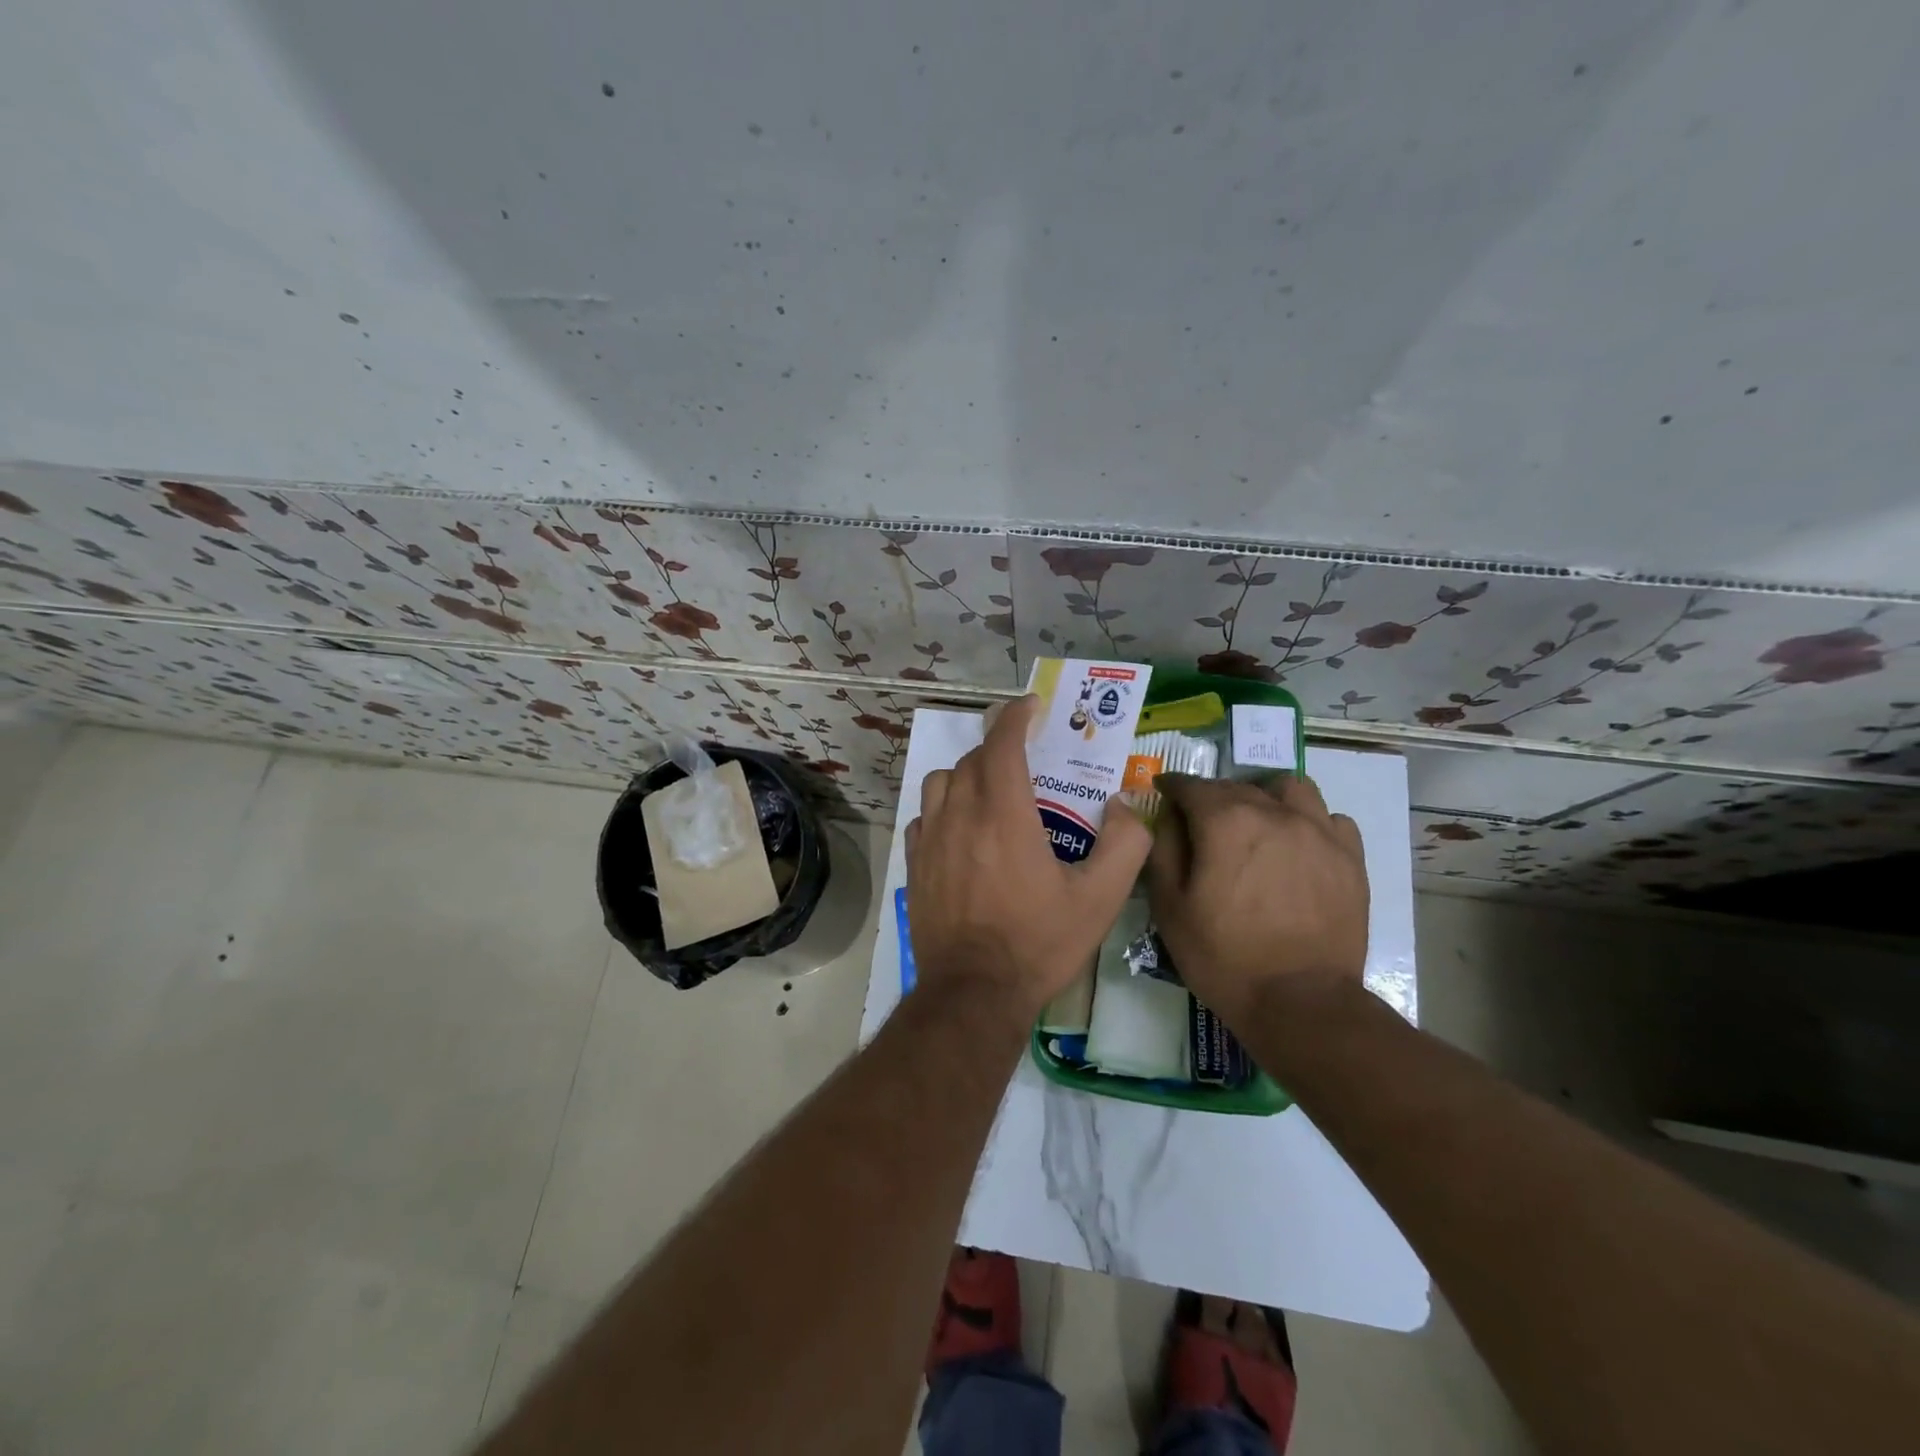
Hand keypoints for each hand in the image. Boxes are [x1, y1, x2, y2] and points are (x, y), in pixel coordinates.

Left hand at [906, 695, 1151, 1017]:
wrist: (973, 992)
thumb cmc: (1038, 943)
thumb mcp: (1100, 899)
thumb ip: (1126, 845)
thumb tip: (1125, 805)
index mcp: (1004, 814)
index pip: (1003, 744)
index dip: (1016, 716)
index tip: (1031, 706)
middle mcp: (961, 815)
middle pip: (972, 760)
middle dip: (999, 748)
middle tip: (1025, 758)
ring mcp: (930, 839)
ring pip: (941, 782)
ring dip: (967, 775)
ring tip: (990, 792)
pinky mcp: (914, 864)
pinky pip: (924, 817)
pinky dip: (943, 809)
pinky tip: (961, 831)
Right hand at [1146, 772, 1368, 1026]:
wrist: (1300, 1003)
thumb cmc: (1223, 956)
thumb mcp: (1170, 906)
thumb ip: (1164, 848)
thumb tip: (1169, 815)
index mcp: (1225, 821)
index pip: (1192, 785)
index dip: (1172, 786)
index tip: (1163, 792)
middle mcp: (1275, 812)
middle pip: (1237, 786)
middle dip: (1213, 797)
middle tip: (1202, 822)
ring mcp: (1319, 832)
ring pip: (1291, 789)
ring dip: (1267, 797)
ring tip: (1258, 824)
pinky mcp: (1350, 858)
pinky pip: (1330, 819)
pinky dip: (1310, 823)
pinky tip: (1299, 847)